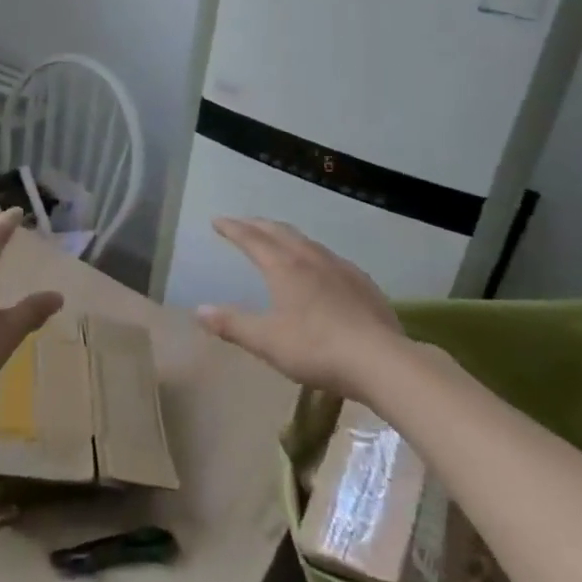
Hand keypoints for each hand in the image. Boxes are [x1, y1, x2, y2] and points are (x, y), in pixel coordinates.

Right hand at [196, 218, 404, 397]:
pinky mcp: (363, 283)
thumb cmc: (317, 348)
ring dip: (285, 235)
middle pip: (279, 232)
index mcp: (284, 267)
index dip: (232, 228)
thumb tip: (199, 310)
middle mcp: (311, 258)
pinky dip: (312, 253)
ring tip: (276, 239)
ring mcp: (341, 268)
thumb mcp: (267, 341)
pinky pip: (329, 258)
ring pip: (306, 241)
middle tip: (242, 223)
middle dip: (257, 225)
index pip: (252, 239)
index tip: (217, 221)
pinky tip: (319, 267)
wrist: (382, 361)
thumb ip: (232, 324)